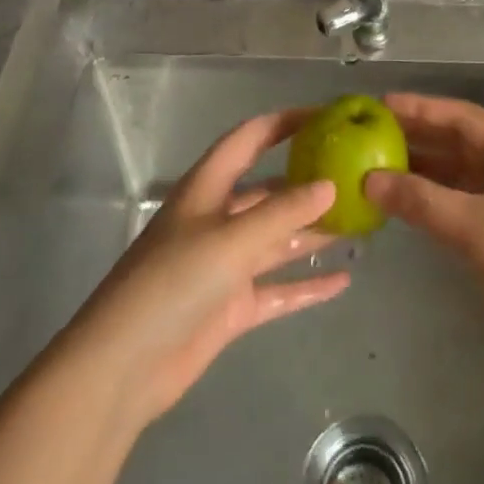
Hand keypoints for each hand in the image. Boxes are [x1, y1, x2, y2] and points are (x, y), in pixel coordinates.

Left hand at [62, 109, 349, 426]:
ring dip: (314, 232)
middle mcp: (219, 218)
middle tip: (355, 176)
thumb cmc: (172, 283)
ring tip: (360, 223)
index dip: (285, 123)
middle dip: (308, 182)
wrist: (123, 367)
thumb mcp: (230, 240)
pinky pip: (278, 289)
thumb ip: (282, 213)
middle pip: (270, 190)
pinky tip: (343, 281)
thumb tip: (330, 185)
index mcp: (208, 188)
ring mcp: (226, 264)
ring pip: (278, 239)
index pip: (250, 138)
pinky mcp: (232, 306)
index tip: (326, 116)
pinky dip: (307, 285)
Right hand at [362, 93, 483, 356]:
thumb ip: (419, 200)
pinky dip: (435, 193)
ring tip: (378, 161)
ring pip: (459, 168)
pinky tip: (405, 196)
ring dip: (423, 166)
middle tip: (370, 131)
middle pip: (459, 139)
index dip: (419, 108)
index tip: (380, 104)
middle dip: (417, 135)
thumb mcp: (472, 227)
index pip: (460, 116)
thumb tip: (367, 179)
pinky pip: (463, 195)